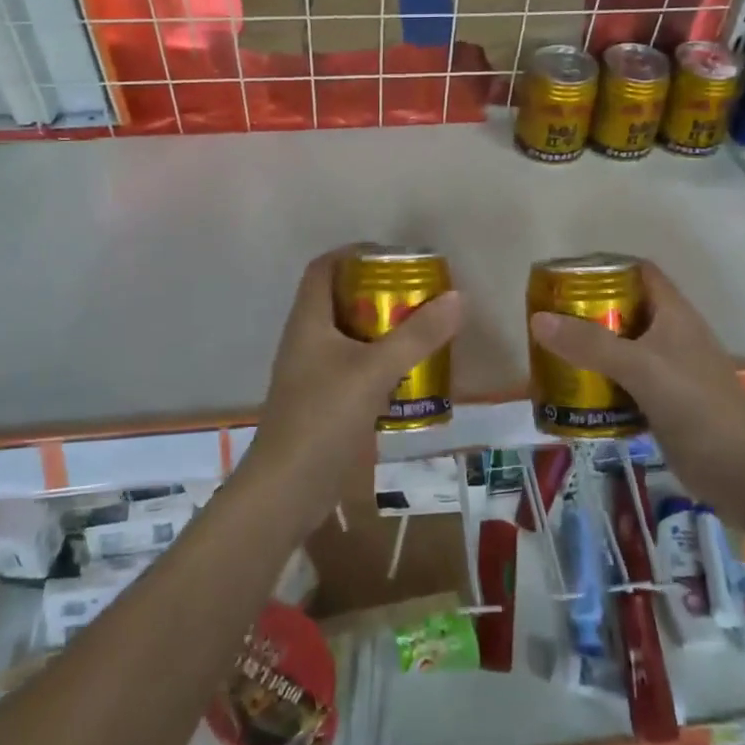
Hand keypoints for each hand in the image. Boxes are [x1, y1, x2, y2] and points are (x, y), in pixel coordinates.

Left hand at [242, 248, 463, 533]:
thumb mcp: (374, 371)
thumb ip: (417, 335)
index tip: (395, 257)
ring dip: (382, 330)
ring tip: (422, 330)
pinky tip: (410, 376)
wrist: (286, 490)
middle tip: (419, 295)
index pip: (324, 268)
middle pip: (341, 300)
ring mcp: (312, 373)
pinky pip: (354, 368)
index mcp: (308, 321)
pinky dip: (380, 364)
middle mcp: (306, 340)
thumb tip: (458, 297)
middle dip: (379, 293)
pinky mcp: (322, 403)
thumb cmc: (323, 418)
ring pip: (350, 336)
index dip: (354, 253)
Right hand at [528, 261, 744, 501]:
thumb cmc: (697, 406)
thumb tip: (538, 319)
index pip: (638, 272)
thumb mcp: (640, 368)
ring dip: (590, 350)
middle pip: (624, 310)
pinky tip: (573, 394)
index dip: (605, 267)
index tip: (564, 277)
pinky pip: (623, 383)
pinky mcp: (662, 404)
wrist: (743, 472)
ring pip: (622, 349)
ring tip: (550, 353)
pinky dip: (599, 384)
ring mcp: (668, 371)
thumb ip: (590, 344)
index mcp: (673, 314)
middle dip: (587, 311)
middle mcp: (671, 336)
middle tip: (547, 319)